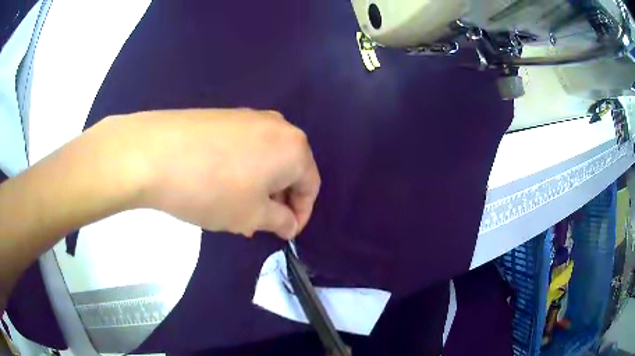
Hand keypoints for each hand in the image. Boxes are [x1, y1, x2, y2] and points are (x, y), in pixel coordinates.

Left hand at [98, 108, 320, 238]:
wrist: (155, 153)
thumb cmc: (213, 190)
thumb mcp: (252, 216)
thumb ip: (280, 221)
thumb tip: (290, 224)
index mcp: (294, 148)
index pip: (310, 186)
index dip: (301, 214)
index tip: (286, 234)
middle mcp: (277, 125)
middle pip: (289, 169)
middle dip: (279, 200)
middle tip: (260, 224)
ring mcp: (248, 116)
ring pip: (265, 158)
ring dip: (259, 186)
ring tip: (238, 208)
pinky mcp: (224, 116)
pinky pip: (245, 147)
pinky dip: (242, 169)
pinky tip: (220, 185)